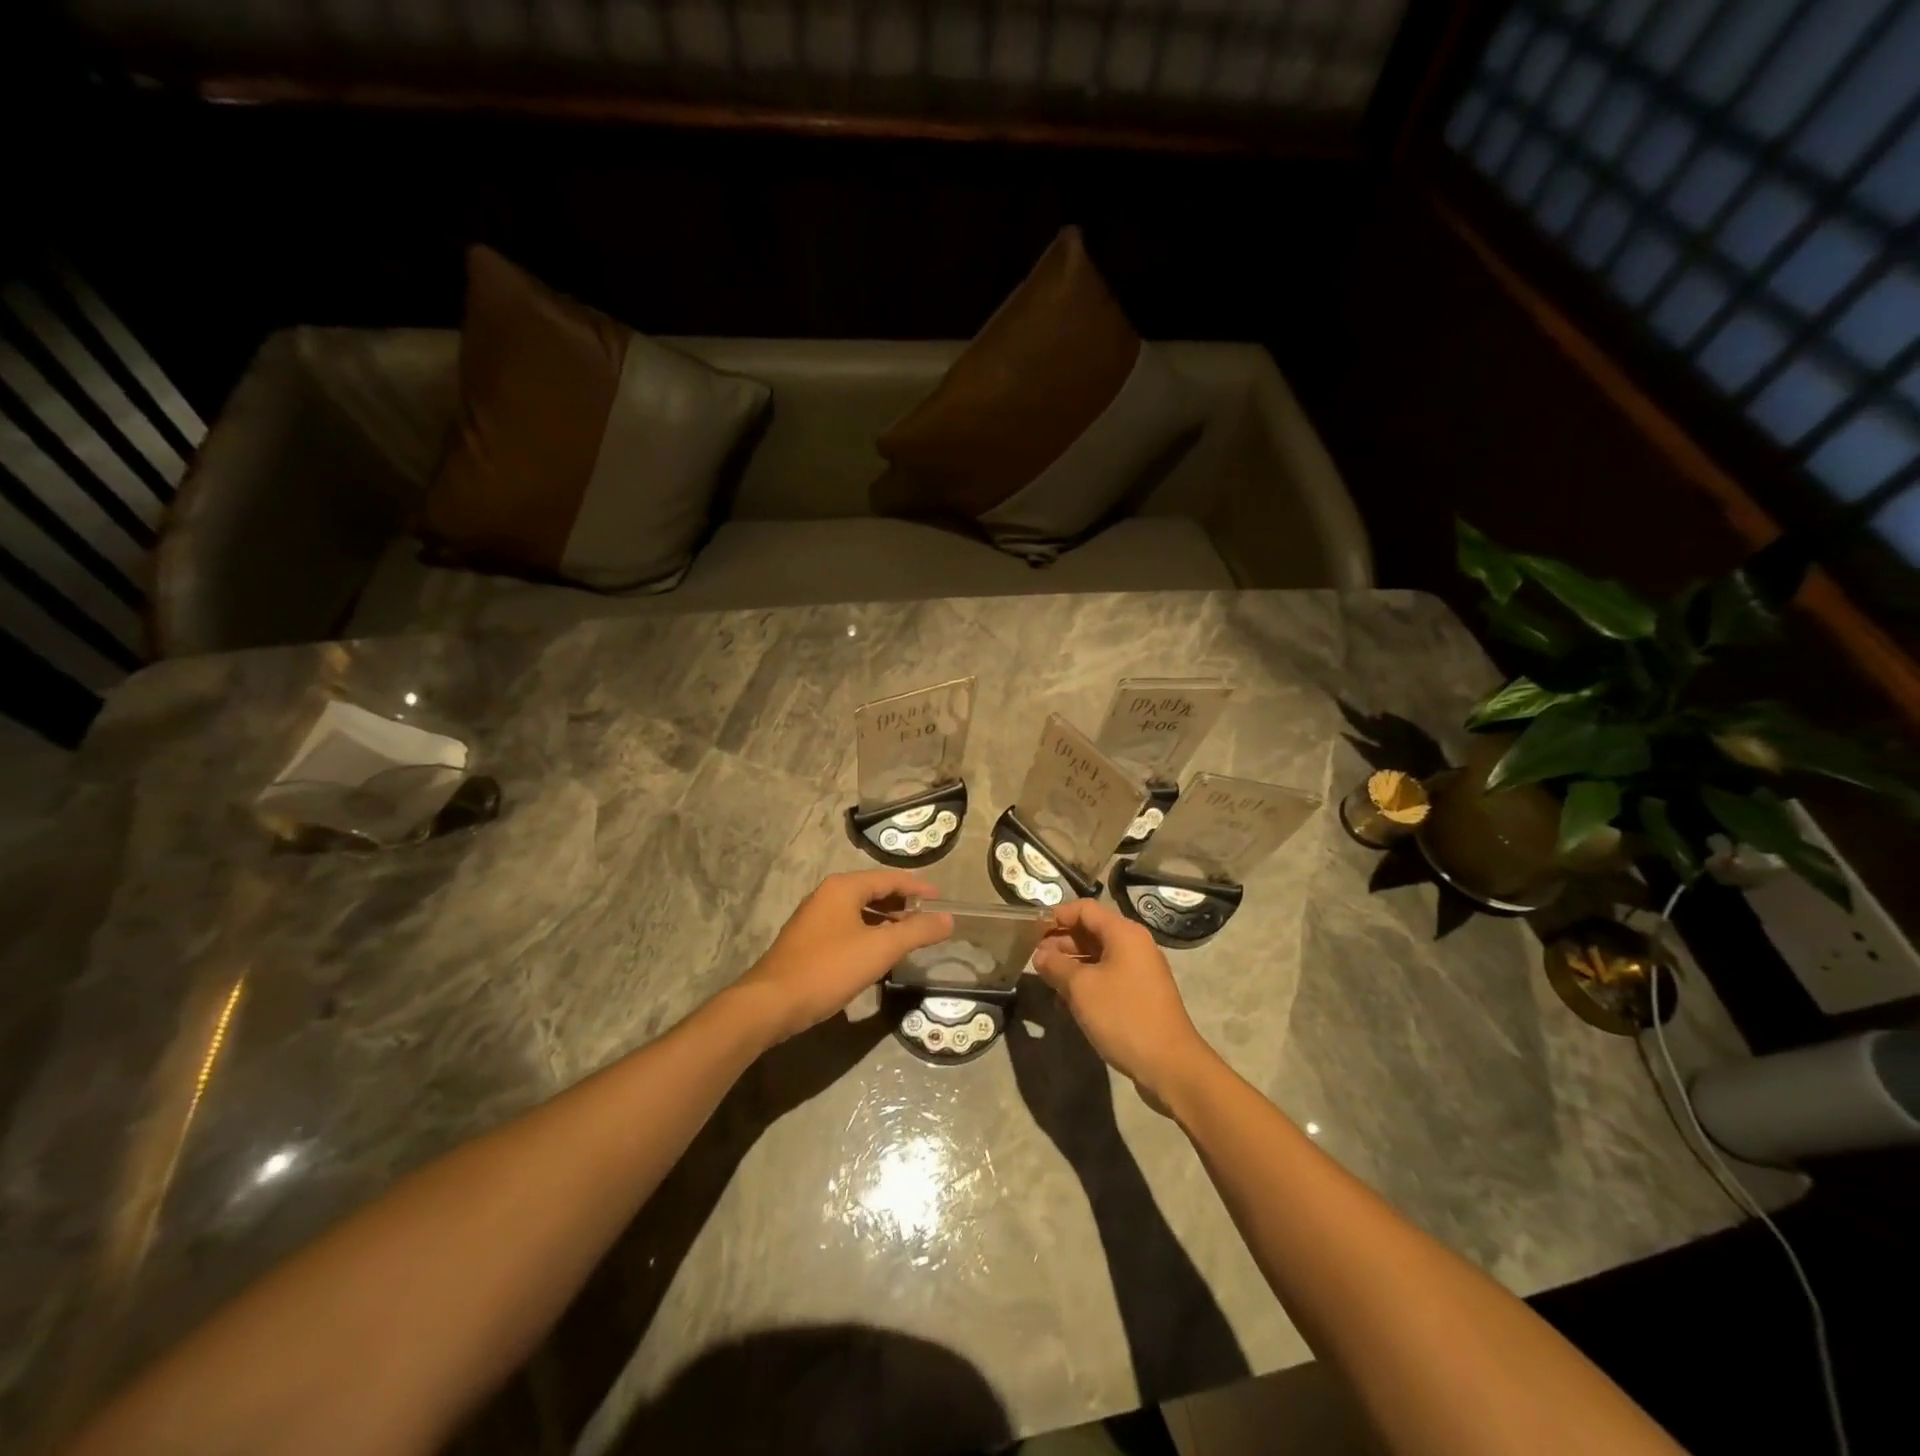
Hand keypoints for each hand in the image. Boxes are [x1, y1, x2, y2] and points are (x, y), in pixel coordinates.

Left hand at [735, 871, 952, 1041]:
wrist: (771, 1003)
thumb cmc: (828, 969)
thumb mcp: (880, 949)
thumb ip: (917, 931)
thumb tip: (948, 919)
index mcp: (843, 888)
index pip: (889, 878)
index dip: (918, 888)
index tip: (941, 899)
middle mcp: (827, 895)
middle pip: (873, 891)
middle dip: (902, 903)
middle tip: (928, 919)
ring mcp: (814, 918)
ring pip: (859, 911)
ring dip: (885, 920)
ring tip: (909, 936)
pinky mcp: (807, 941)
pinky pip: (847, 928)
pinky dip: (868, 933)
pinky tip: (878, 953)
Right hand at [1031, 898, 1218, 1105]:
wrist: (1169, 1064)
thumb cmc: (1123, 1016)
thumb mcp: (1081, 988)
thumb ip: (1057, 966)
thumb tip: (1040, 955)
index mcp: (1124, 933)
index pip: (1084, 909)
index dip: (1057, 916)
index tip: (1031, 931)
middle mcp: (1134, 945)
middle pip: (1092, 931)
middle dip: (1061, 942)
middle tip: (1034, 958)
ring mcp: (1139, 971)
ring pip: (1098, 956)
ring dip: (1071, 965)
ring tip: (1046, 979)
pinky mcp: (1140, 994)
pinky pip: (1107, 977)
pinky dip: (1086, 983)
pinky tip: (1066, 1002)